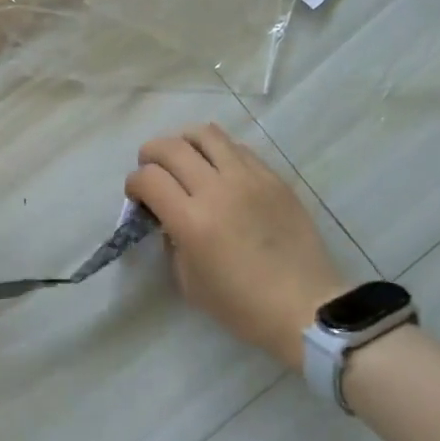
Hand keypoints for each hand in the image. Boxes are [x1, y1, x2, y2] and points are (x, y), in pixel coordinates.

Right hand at [126, 124, 351, 368]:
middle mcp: (217, 189)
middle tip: (152, 170)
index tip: (137, 196)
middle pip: (171, 147)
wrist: (305, 306)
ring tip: (183, 159)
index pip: (148, 178)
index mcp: (191, 221)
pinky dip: (217, 151)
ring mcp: (248, 178)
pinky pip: (237, 148)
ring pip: (205, 134)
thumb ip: (171, 241)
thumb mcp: (189, 281)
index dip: (134, 183)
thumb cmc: (242, 306)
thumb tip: (167, 216)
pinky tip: (218, 170)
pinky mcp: (273, 177)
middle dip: (150, 154)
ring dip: (184, 142)